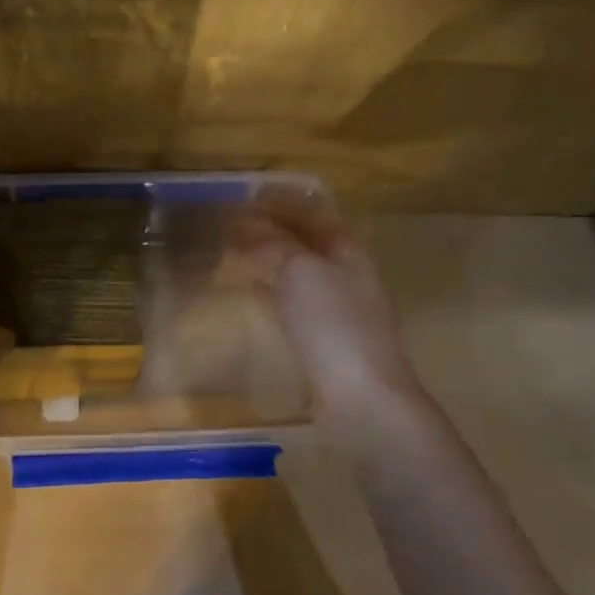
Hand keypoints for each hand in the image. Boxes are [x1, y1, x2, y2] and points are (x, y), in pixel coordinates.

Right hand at [226, 191, 423, 416]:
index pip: (313, 211)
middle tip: (233, 225)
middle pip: (307, 240)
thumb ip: (272, 243)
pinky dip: (271, 289)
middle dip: (272, 228)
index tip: (246, 196)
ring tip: (236, 255)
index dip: (281, 200)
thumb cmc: (333, 326)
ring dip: (270, 259)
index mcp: (348, 249)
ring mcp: (339, 309)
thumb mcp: (299, 272)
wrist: (362, 399)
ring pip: (299, 271)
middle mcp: (347, 273)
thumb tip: (246, 225)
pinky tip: (254, 296)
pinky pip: (294, 301)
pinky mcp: (326, 340)